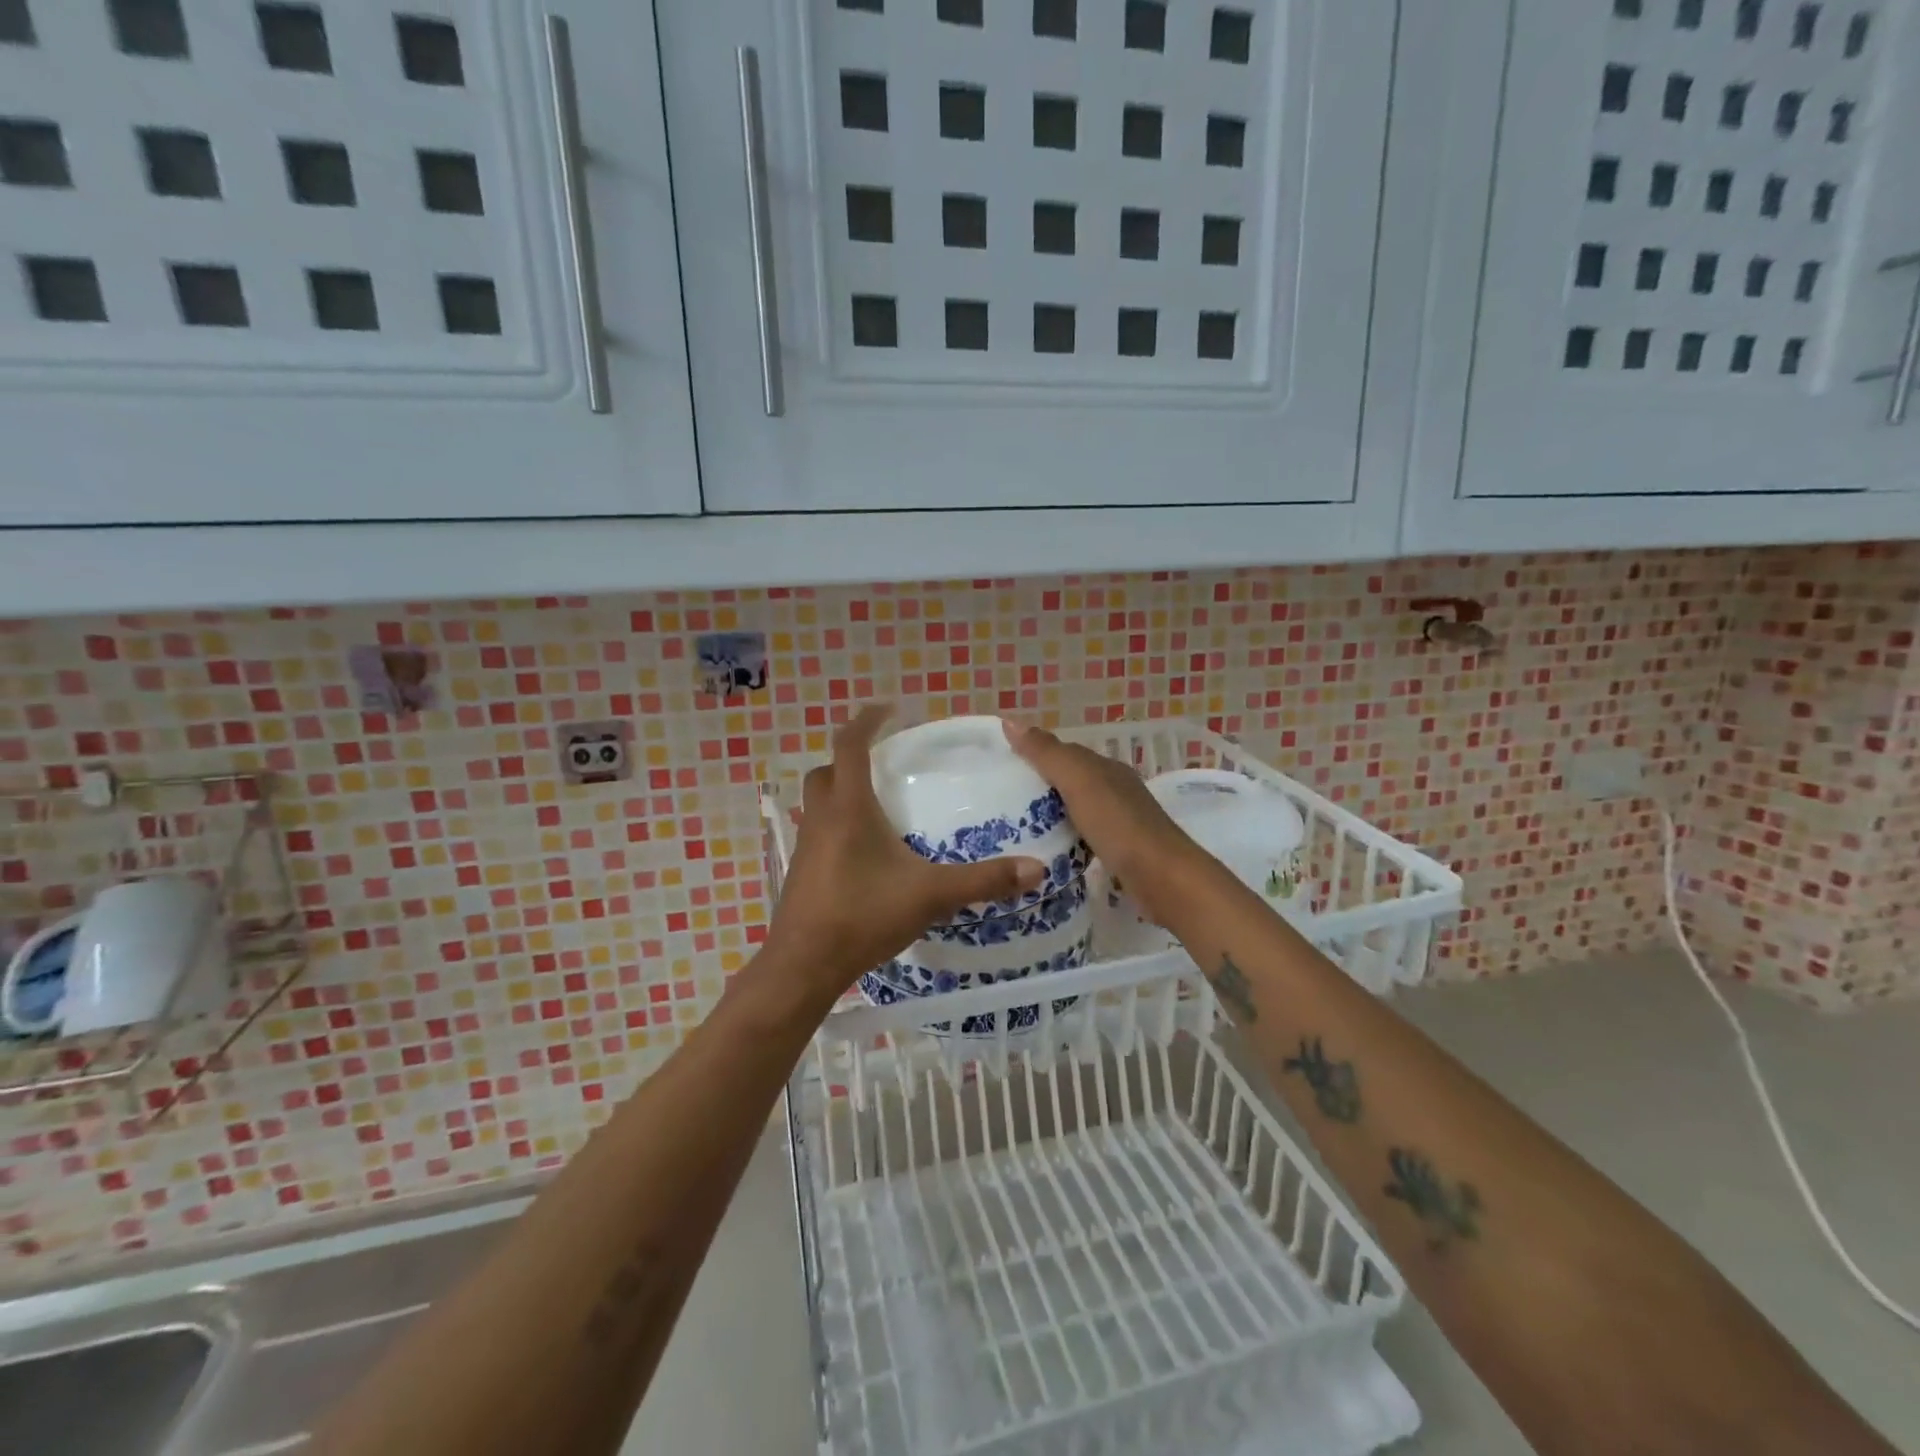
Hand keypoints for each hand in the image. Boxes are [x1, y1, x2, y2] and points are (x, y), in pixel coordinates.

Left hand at [764, 706, 1044, 997]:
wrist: (804, 965)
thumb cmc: (863, 916)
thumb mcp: (930, 895)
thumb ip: (983, 880)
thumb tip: (1036, 869)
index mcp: (849, 808)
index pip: (850, 745)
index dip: (866, 720)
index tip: (889, 709)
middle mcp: (822, 818)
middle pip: (827, 771)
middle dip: (851, 758)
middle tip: (884, 763)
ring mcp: (806, 846)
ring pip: (819, 803)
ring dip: (842, 793)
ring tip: (879, 807)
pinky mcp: (800, 872)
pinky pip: (818, 833)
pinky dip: (838, 826)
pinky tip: (864, 854)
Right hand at [1003, 720, 1202, 924]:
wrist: (1162, 878)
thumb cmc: (1118, 824)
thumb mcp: (1078, 781)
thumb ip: (1046, 753)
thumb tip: (1010, 722)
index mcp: (1106, 768)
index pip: (1065, 753)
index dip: (1035, 755)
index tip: (1001, 768)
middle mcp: (1115, 790)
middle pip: (1071, 781)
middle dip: (1040, 787)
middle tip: (1000, 801)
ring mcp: (1120, 822)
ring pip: (1077, 810)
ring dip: (1051, 814)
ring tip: (1014, 827)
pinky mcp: (1120, 852)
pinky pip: (1084, 836)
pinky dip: (1065, 838)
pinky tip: (1048, 851)